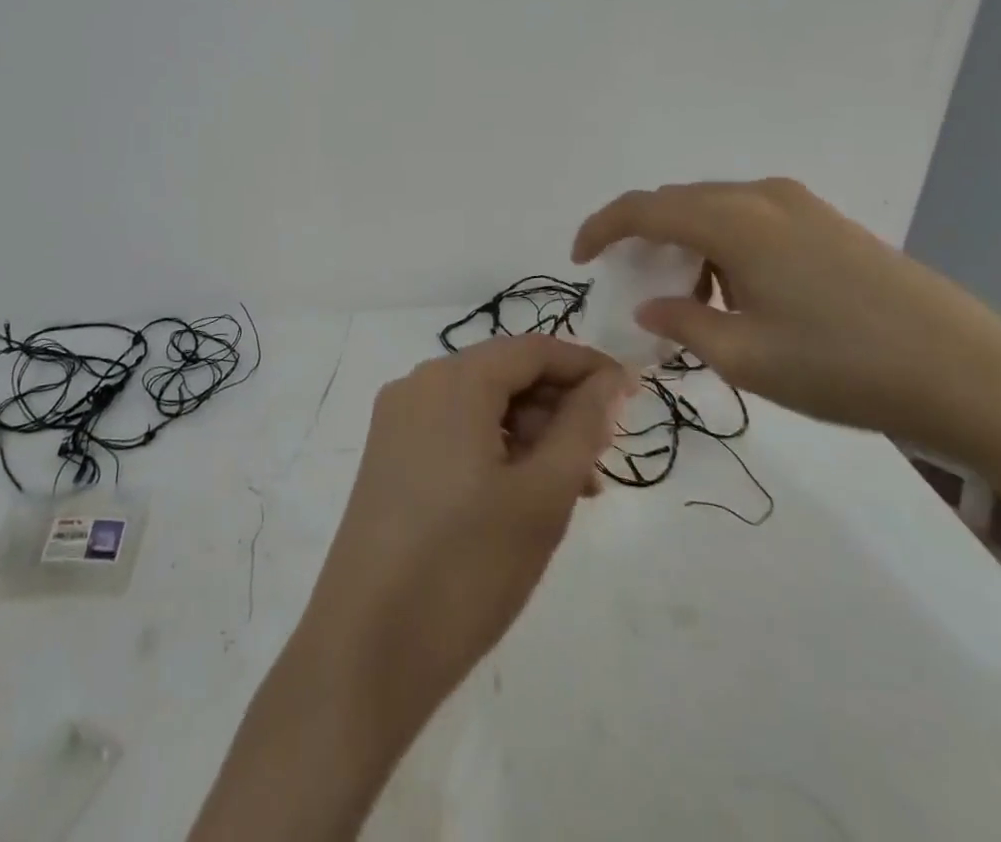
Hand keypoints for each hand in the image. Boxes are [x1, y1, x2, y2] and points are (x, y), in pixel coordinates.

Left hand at [301, 336, 631, 727]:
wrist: (367, 649)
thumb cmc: (467, 566)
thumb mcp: (542, 495)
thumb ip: (582, 427)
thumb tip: (611, 380)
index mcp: (453, 379)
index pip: (533, 350)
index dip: (587, 367)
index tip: (633, 397)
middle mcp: (418, 384)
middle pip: (504, 374)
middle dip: (559, 407)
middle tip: (603, 459)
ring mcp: (397, 421)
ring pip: (481, 406)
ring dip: (531, 435)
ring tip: (573, 491)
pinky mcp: (388, 457)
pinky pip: (455, 432)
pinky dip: (497, 450)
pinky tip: (524, 497)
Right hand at [572, 178, 1000, 475]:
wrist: (977, 376)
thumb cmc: (847, 368)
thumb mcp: (748, 359)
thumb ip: (684, 325)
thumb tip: (652, 307)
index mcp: (735, 221)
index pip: (643, 208)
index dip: (601, 228)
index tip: (579, 260)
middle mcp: (763, 197)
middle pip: (677, 202)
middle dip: (642, 237)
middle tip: (630, 285)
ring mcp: (802, 205)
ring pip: (715, 209)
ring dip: (685, 243)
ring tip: (687, 298)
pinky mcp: (830, 223)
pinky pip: (751, 219)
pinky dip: (723, 245)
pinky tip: (738, 292)